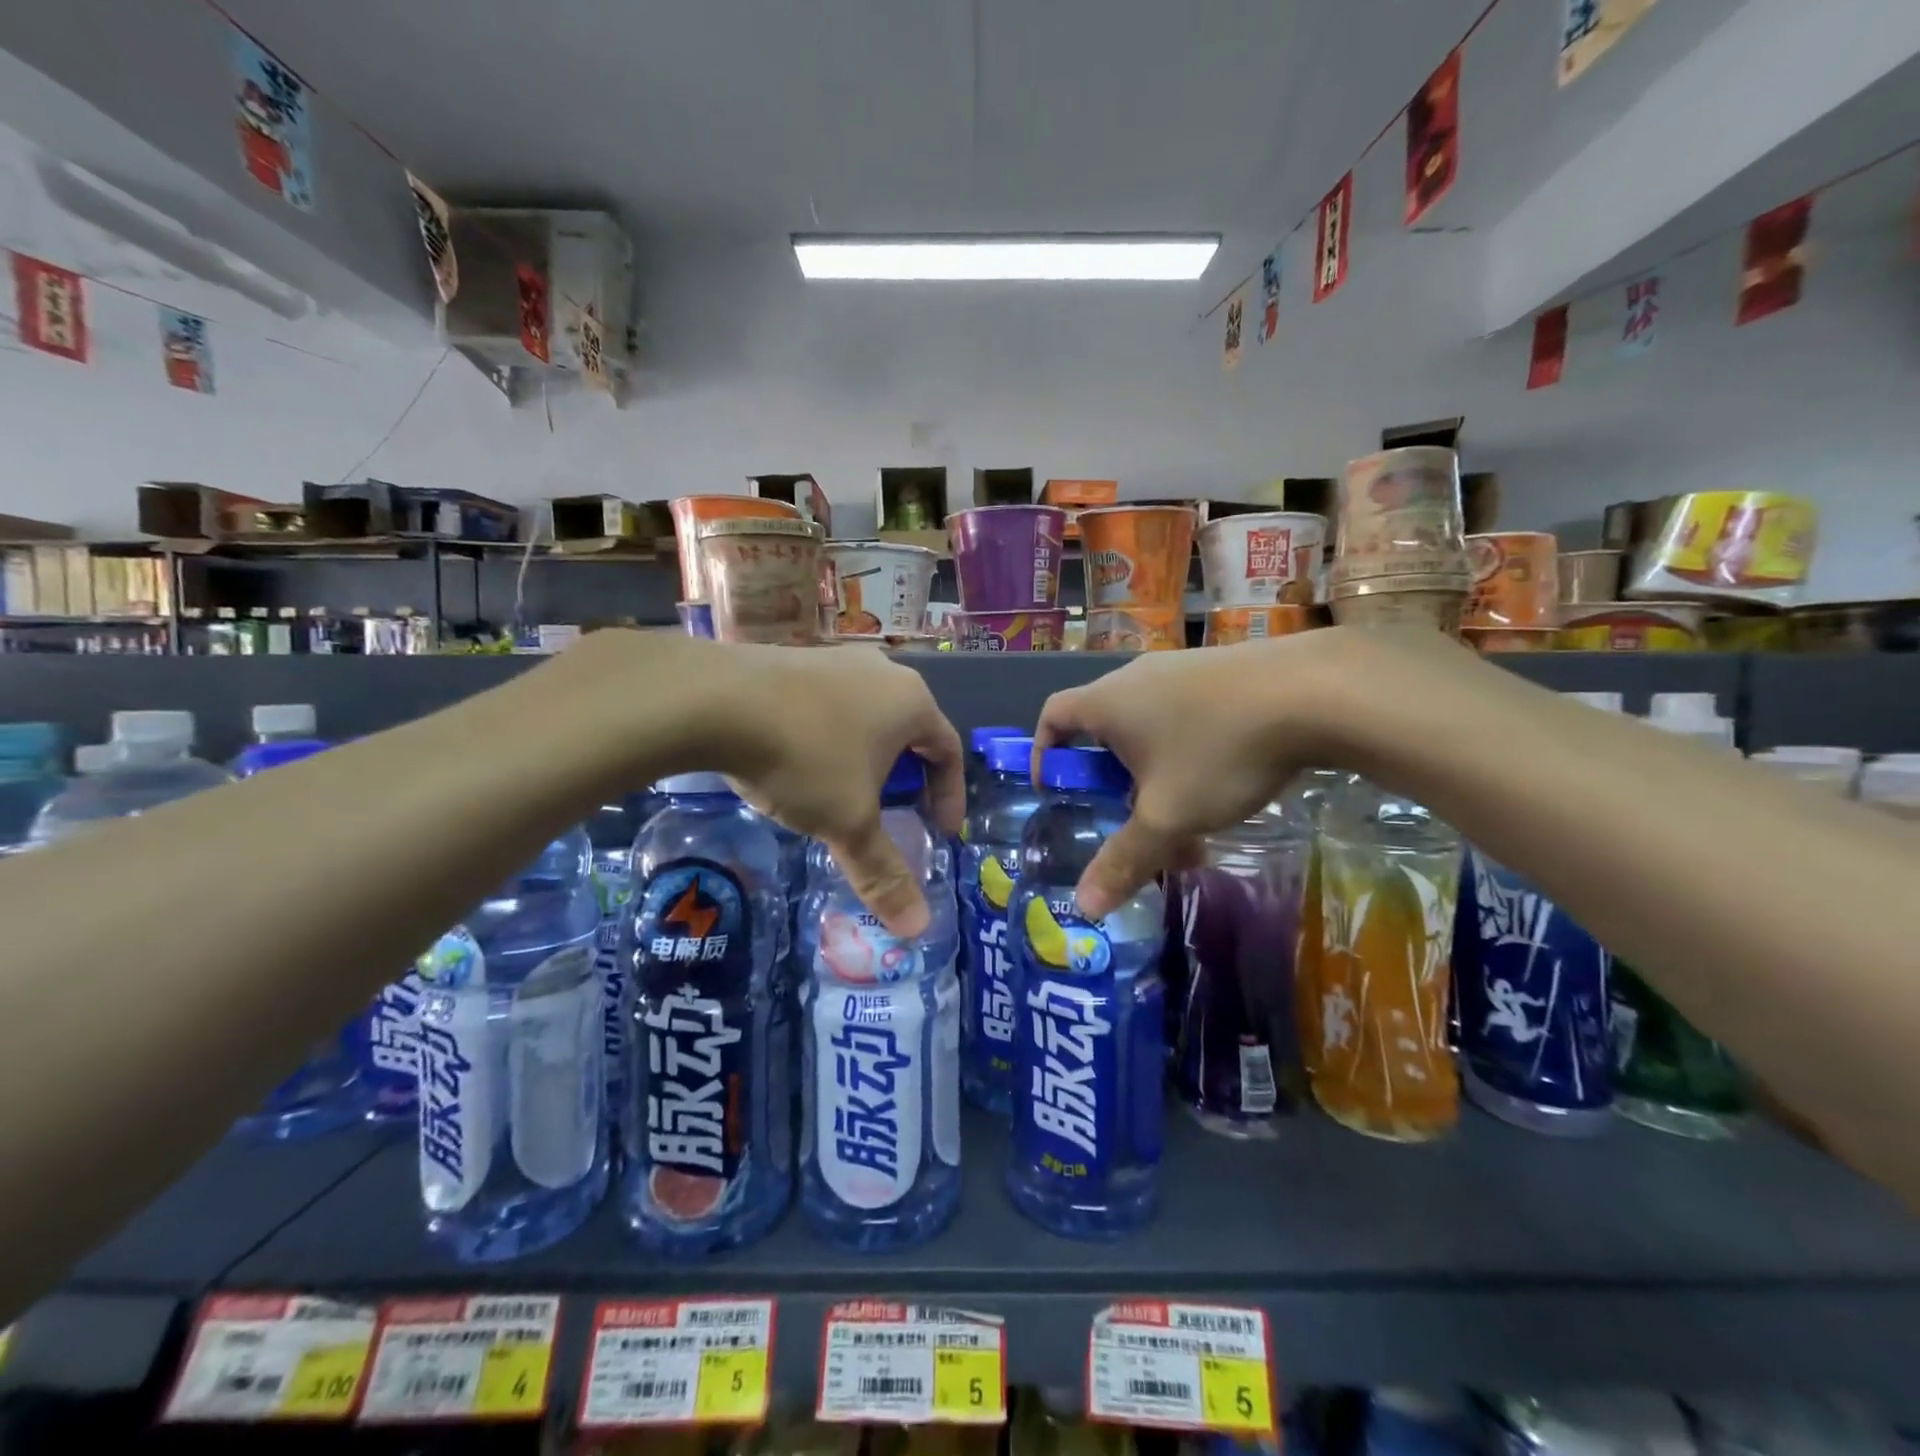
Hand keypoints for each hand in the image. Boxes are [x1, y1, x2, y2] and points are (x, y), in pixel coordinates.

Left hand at [699, 642, 963, 937]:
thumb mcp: (848, 822)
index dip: (950, 796)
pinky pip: (827, 704)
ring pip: (866, 715)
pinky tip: (798, 763)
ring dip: (865, 757)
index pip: (949, 750)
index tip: (938, 832)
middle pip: (909, 730)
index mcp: (911, 701)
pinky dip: (828, 738)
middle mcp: (881, 671)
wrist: (713, 700)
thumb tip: (917, 927)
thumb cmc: (804, 758)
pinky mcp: (793, 659)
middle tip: (894, 813)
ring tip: (843, 792)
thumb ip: (883, 872)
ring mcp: (834, 658)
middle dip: (907, 776)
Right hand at [1033, 633, 1350, 917]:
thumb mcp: (1168, 816)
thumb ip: (1125, 860)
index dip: (1046, 753)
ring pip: (1151, 726)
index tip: (1058, 790)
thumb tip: (1085, 907)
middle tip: (1132, 818)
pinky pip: (1187, 713)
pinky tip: (1228, 780)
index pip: (1053, 716)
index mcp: (1107, 702)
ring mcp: (1182, 667)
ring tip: (1188, 814)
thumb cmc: (1218, 751)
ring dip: (1157, 772)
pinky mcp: (1222, 669)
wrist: (1314, 691)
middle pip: (1105, 729)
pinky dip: (1189, 750)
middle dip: (1113, 779)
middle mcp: (1136, 677)